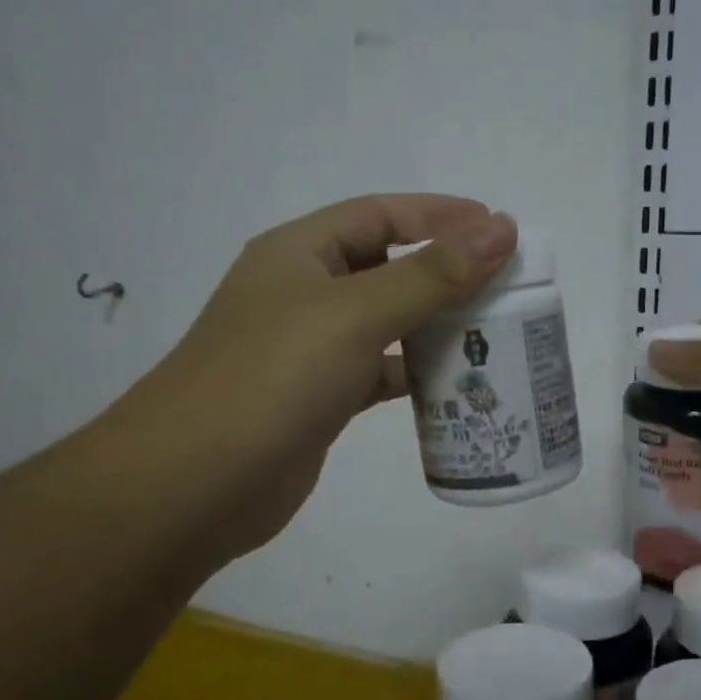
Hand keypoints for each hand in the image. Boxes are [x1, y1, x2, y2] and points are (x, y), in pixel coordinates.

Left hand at [104, 194, 518, 561]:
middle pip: (387, 267)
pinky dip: (416, 374)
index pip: (380, 215)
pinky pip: (380, 373)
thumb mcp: (354, 314)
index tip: (500, 230)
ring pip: (386, 324)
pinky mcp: (320, 399)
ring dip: (436, 326)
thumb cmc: (271, 379)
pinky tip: (456, 384)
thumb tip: (502, 230)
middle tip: (507, 287)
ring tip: (496, 334)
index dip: (441, 216)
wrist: (193, 485)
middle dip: (445, 273)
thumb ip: (430, 274)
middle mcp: (303, 294)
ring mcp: (309, 350)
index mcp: (299, 254)